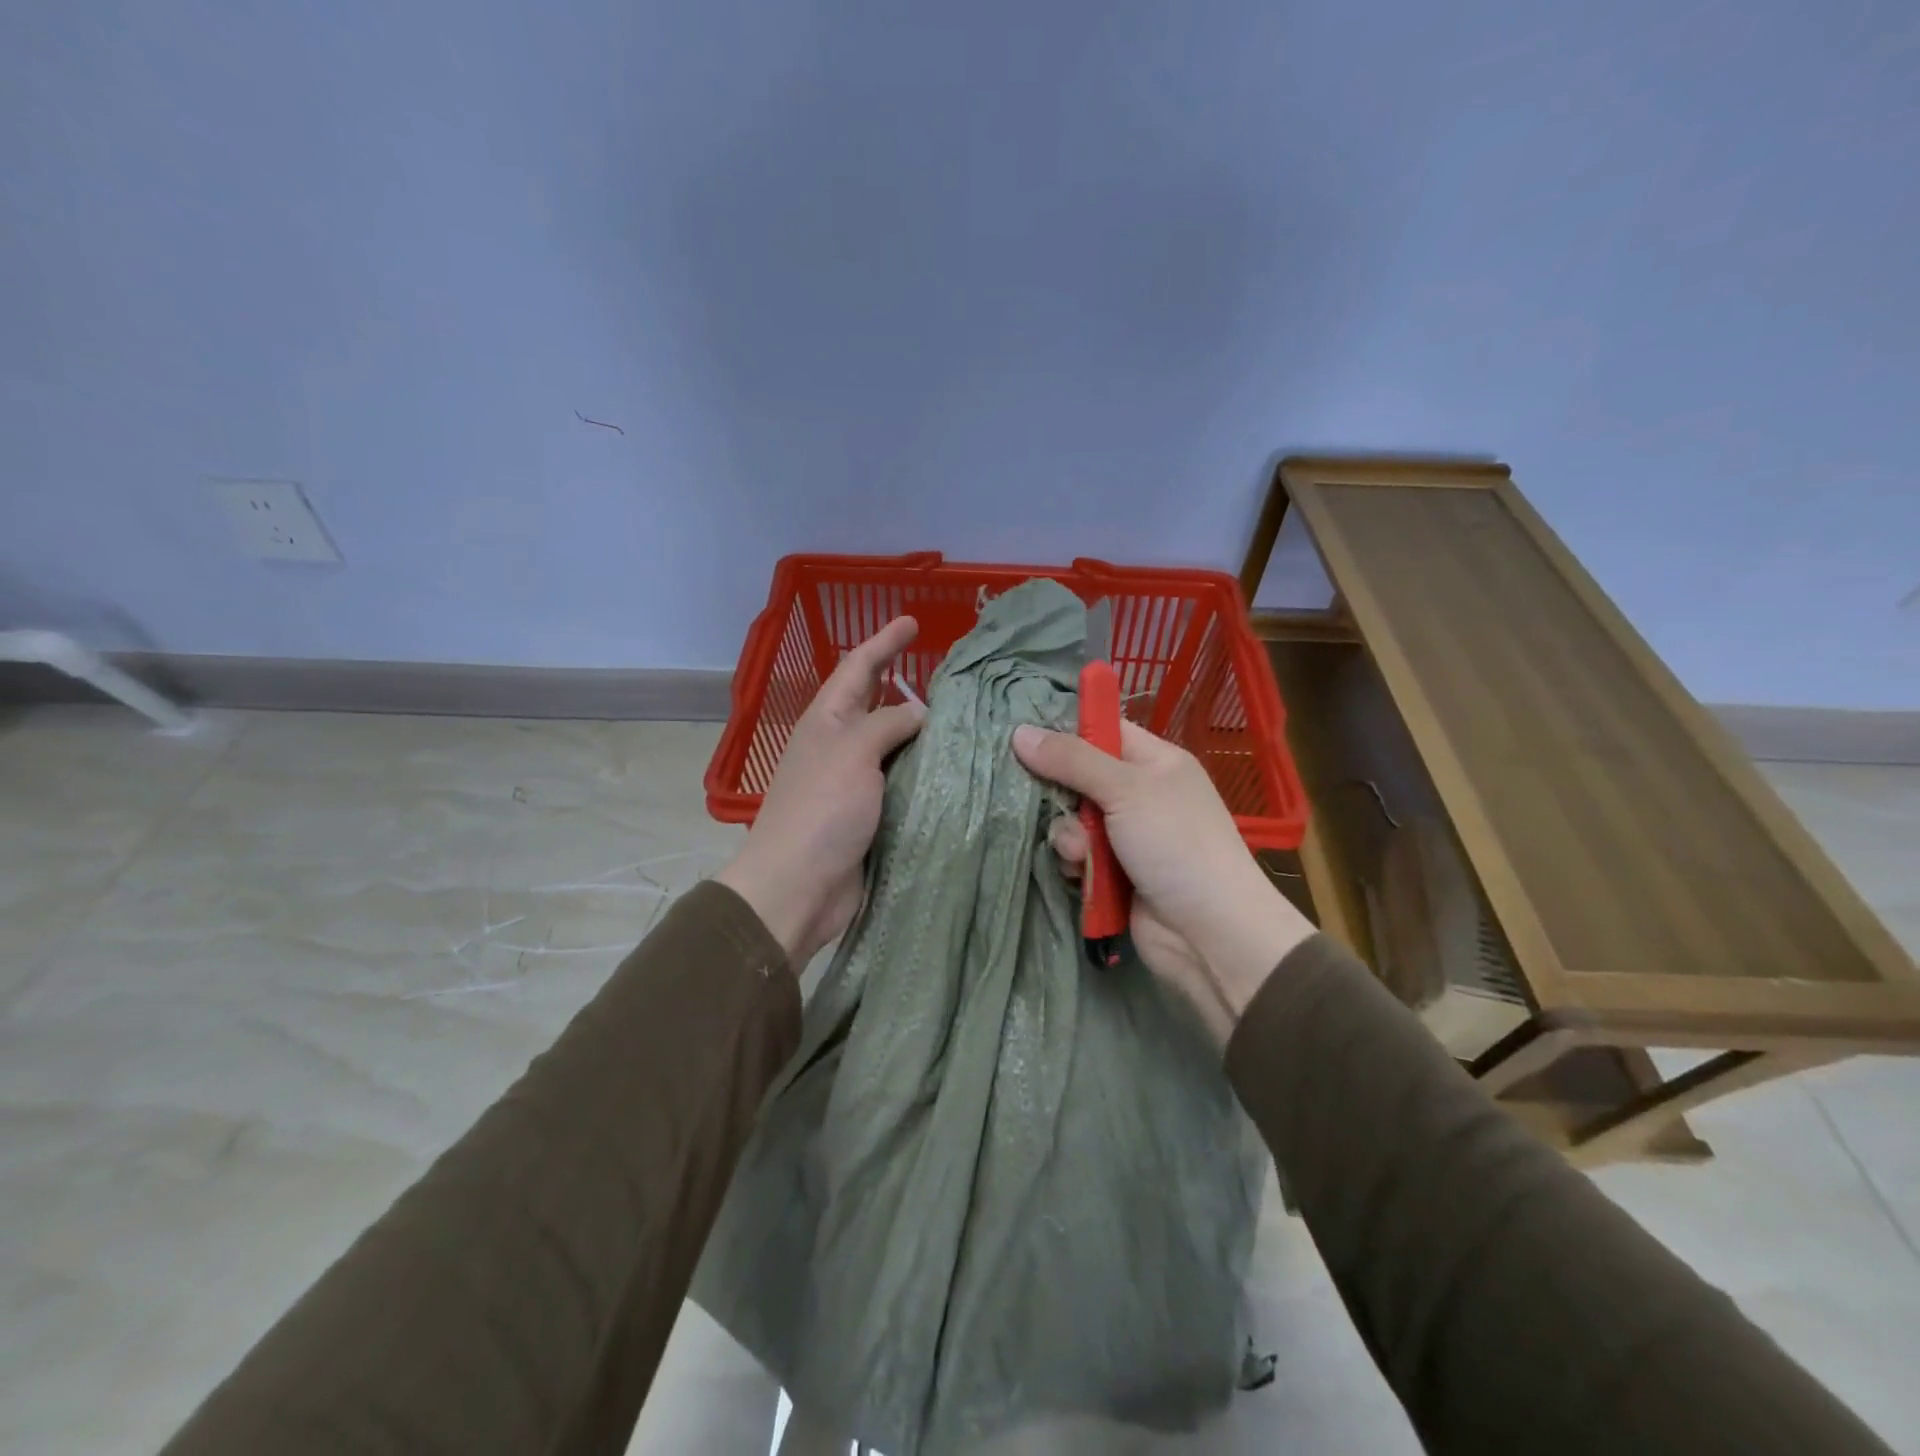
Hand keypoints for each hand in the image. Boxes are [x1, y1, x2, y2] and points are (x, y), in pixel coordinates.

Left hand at [717, 617, 925, 968]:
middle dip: (904, 682)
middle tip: (945, 670)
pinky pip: (905, 782)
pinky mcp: (872, 815)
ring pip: (895, 745)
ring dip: (923, 730)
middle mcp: (841, 745)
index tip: (912, 621)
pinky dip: (927, 771)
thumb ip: (888, 724)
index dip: (884, 642)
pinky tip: (956, 767)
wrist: (799, 886)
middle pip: (876, 703)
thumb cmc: (821, 809)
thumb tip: (920, 714)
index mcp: (827, 720)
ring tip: (963, 716)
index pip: (858, 667)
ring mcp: (856, 782)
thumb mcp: (854, 751)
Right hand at [1012, 720, 1314, 1038]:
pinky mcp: (1114, 873)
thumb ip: (1071, 759)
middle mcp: (1140, 794)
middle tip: (1047, 802)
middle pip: (1079, 777)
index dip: (1066, 732)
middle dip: (1061, 794)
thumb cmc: (1175, 844)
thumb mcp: (1125, 789)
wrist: (1209, 932)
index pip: (1103, 730)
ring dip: (1068, 836)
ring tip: (1081, 853)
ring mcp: (1127, 836)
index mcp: (1155, 762)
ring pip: (1072, 820)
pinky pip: (1077, 855)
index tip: (1025, 738)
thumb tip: (1019, 731)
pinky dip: (1075, 863)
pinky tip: (1081, 874)